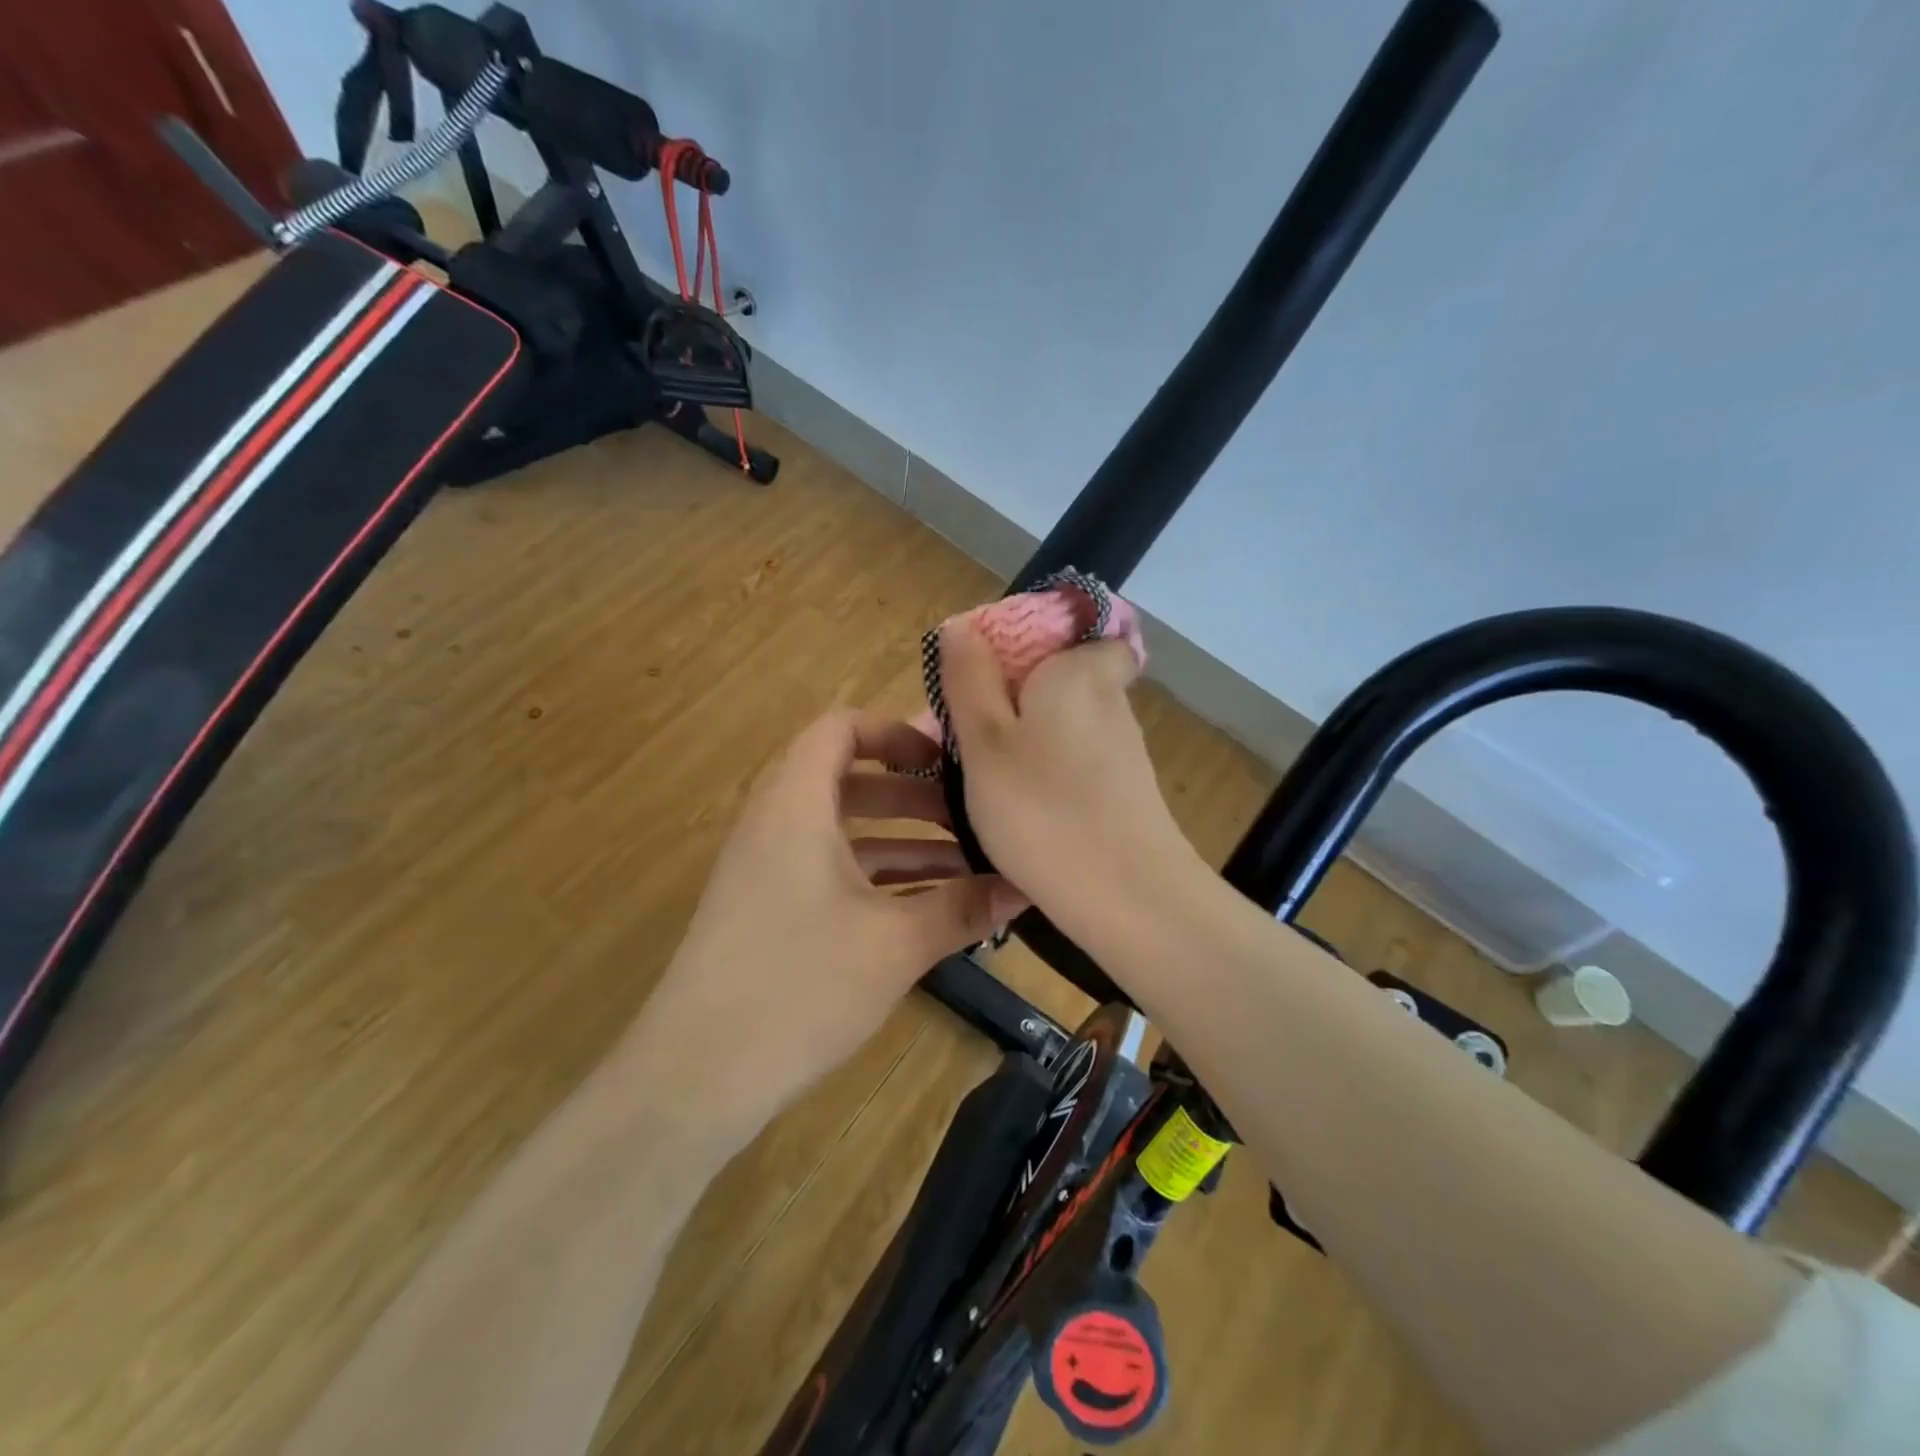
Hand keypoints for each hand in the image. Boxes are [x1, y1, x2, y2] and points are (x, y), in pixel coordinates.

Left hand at [628, 711, 1026, 1148]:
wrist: (696, 1077)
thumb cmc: (799, 987)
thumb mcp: (895, 944)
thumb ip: (963, 907)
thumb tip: (1027, 886)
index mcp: (797, 806)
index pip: (839, 729)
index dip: (894, 731)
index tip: (946, 759)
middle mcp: (776, 824)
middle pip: (849, 780)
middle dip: (913, 794)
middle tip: (972, 815)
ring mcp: (767, 870)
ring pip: (843, 831)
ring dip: (902, 841)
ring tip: (968, 865)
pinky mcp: (768, 911)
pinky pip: (829, 870)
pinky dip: (877, 877)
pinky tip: (927, 907)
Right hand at [939, 620, 1200, 927]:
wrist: (1127, 897)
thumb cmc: (1043, 808)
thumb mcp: (985, 740)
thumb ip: (970, 678)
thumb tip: (963, 624)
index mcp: (1079, 671)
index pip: (1076, 630)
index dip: (1032, 643)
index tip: (990, 674)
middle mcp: (1110, 700)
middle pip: (1059, 679)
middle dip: (1015, 697)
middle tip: (966, 732)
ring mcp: (1123, 749)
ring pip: (1064, 725)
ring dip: (1026, 739)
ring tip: (980, 777)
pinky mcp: (1127, 791)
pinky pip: (1075, 763)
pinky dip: (1048, 774)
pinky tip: (1021, 810)